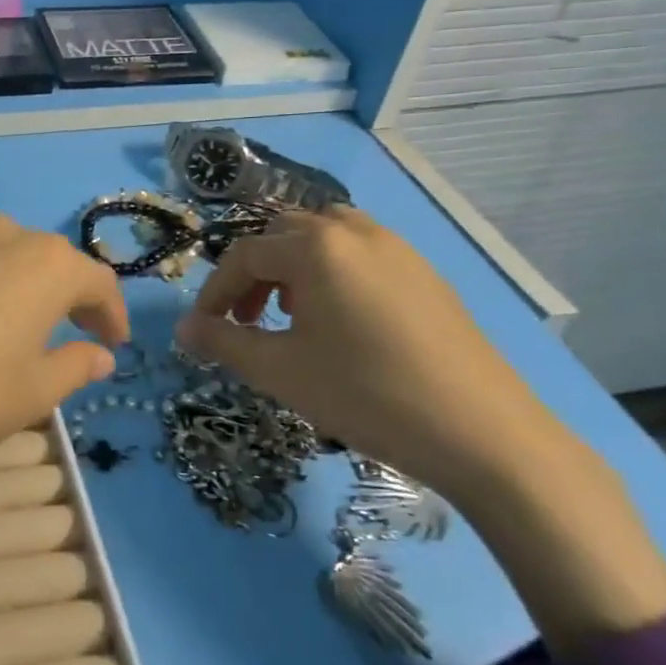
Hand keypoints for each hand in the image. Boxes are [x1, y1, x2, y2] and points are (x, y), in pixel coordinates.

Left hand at [0, 212, 128, 479]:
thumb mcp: (30, 393)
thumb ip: (74, 366)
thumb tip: (100, 355)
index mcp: (43, 263)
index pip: (96, 280)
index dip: (111, 314)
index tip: (114, 345)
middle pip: (48, 261)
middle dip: (66, 296)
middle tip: (72, 334)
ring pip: (2, 258)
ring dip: (20, 288)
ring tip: (19, 328)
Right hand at [174, 206, 561, 501]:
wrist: (482, 432)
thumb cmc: (365, 394)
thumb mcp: (279, 370)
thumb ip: (223, 342)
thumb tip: (182, 328)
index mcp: (315, 247)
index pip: (244, 256)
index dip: (214, 292)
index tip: (204, 330)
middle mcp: (355, 231)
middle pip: (283, 237)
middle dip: (253, 276)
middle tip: (246, 321)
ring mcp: (397, 249)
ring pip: (325, 240)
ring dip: (293, 269)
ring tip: (291, 316)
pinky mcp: (426, 274)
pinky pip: (361, 256)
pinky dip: (333, 275)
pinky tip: (341, 324)